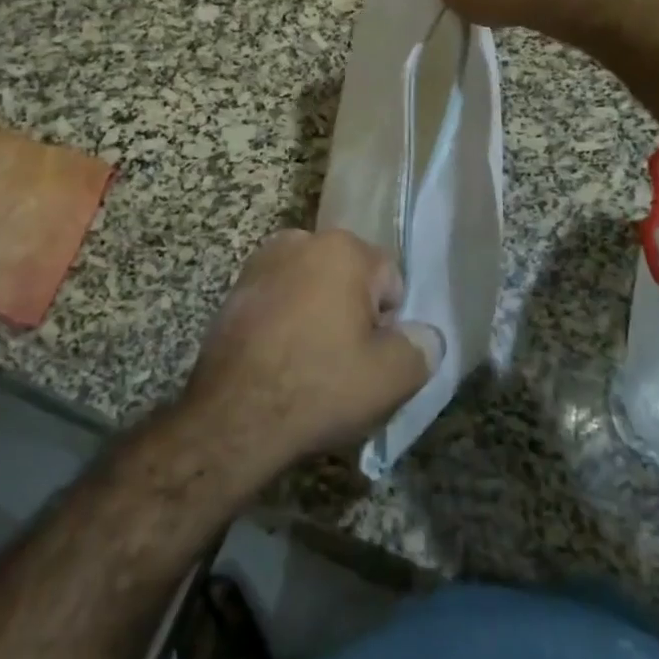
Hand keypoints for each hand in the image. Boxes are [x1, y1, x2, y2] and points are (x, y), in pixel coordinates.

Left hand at [182, 230, 443, 479]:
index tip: (374, 356)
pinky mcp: (234, 290)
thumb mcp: (392, 377)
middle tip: (346, 361)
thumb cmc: (319, 386)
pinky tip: (280, 361)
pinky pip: (278, 300)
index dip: (389, 321)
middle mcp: (302, 241)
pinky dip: (285, 322)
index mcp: (344, 249)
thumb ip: (422, 348)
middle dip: (353, 311)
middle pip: (349, 277)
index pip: (389, 278)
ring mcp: (262, 263)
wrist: (233, 417)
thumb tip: (425, 336)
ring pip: (311, 287)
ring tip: (310, 363)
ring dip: (317, 314)